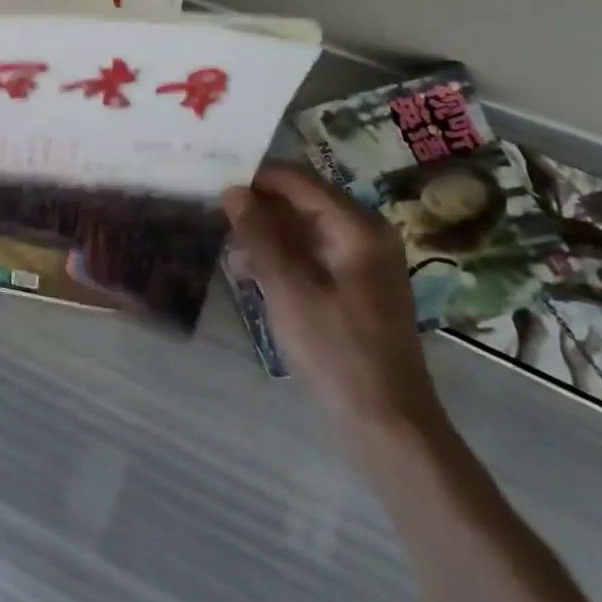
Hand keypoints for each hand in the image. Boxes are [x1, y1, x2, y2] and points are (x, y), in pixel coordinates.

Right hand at [223, 165, 441, 433]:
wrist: (387, 424)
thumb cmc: (336, 350)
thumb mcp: (287, 288)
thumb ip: (258, 234)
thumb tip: (231, 190)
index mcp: (356, 226)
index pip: (297, 180)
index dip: (254, 177)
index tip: (213, 180)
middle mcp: (363, 233)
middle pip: (300, 202)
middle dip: (257, 207)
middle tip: (213, 215)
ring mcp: (361, 261)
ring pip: (302, 229)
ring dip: (265, 234)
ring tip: (226, 249)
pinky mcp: (354, 286)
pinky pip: (311, 254)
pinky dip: (281, 257)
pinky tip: (248, 273)